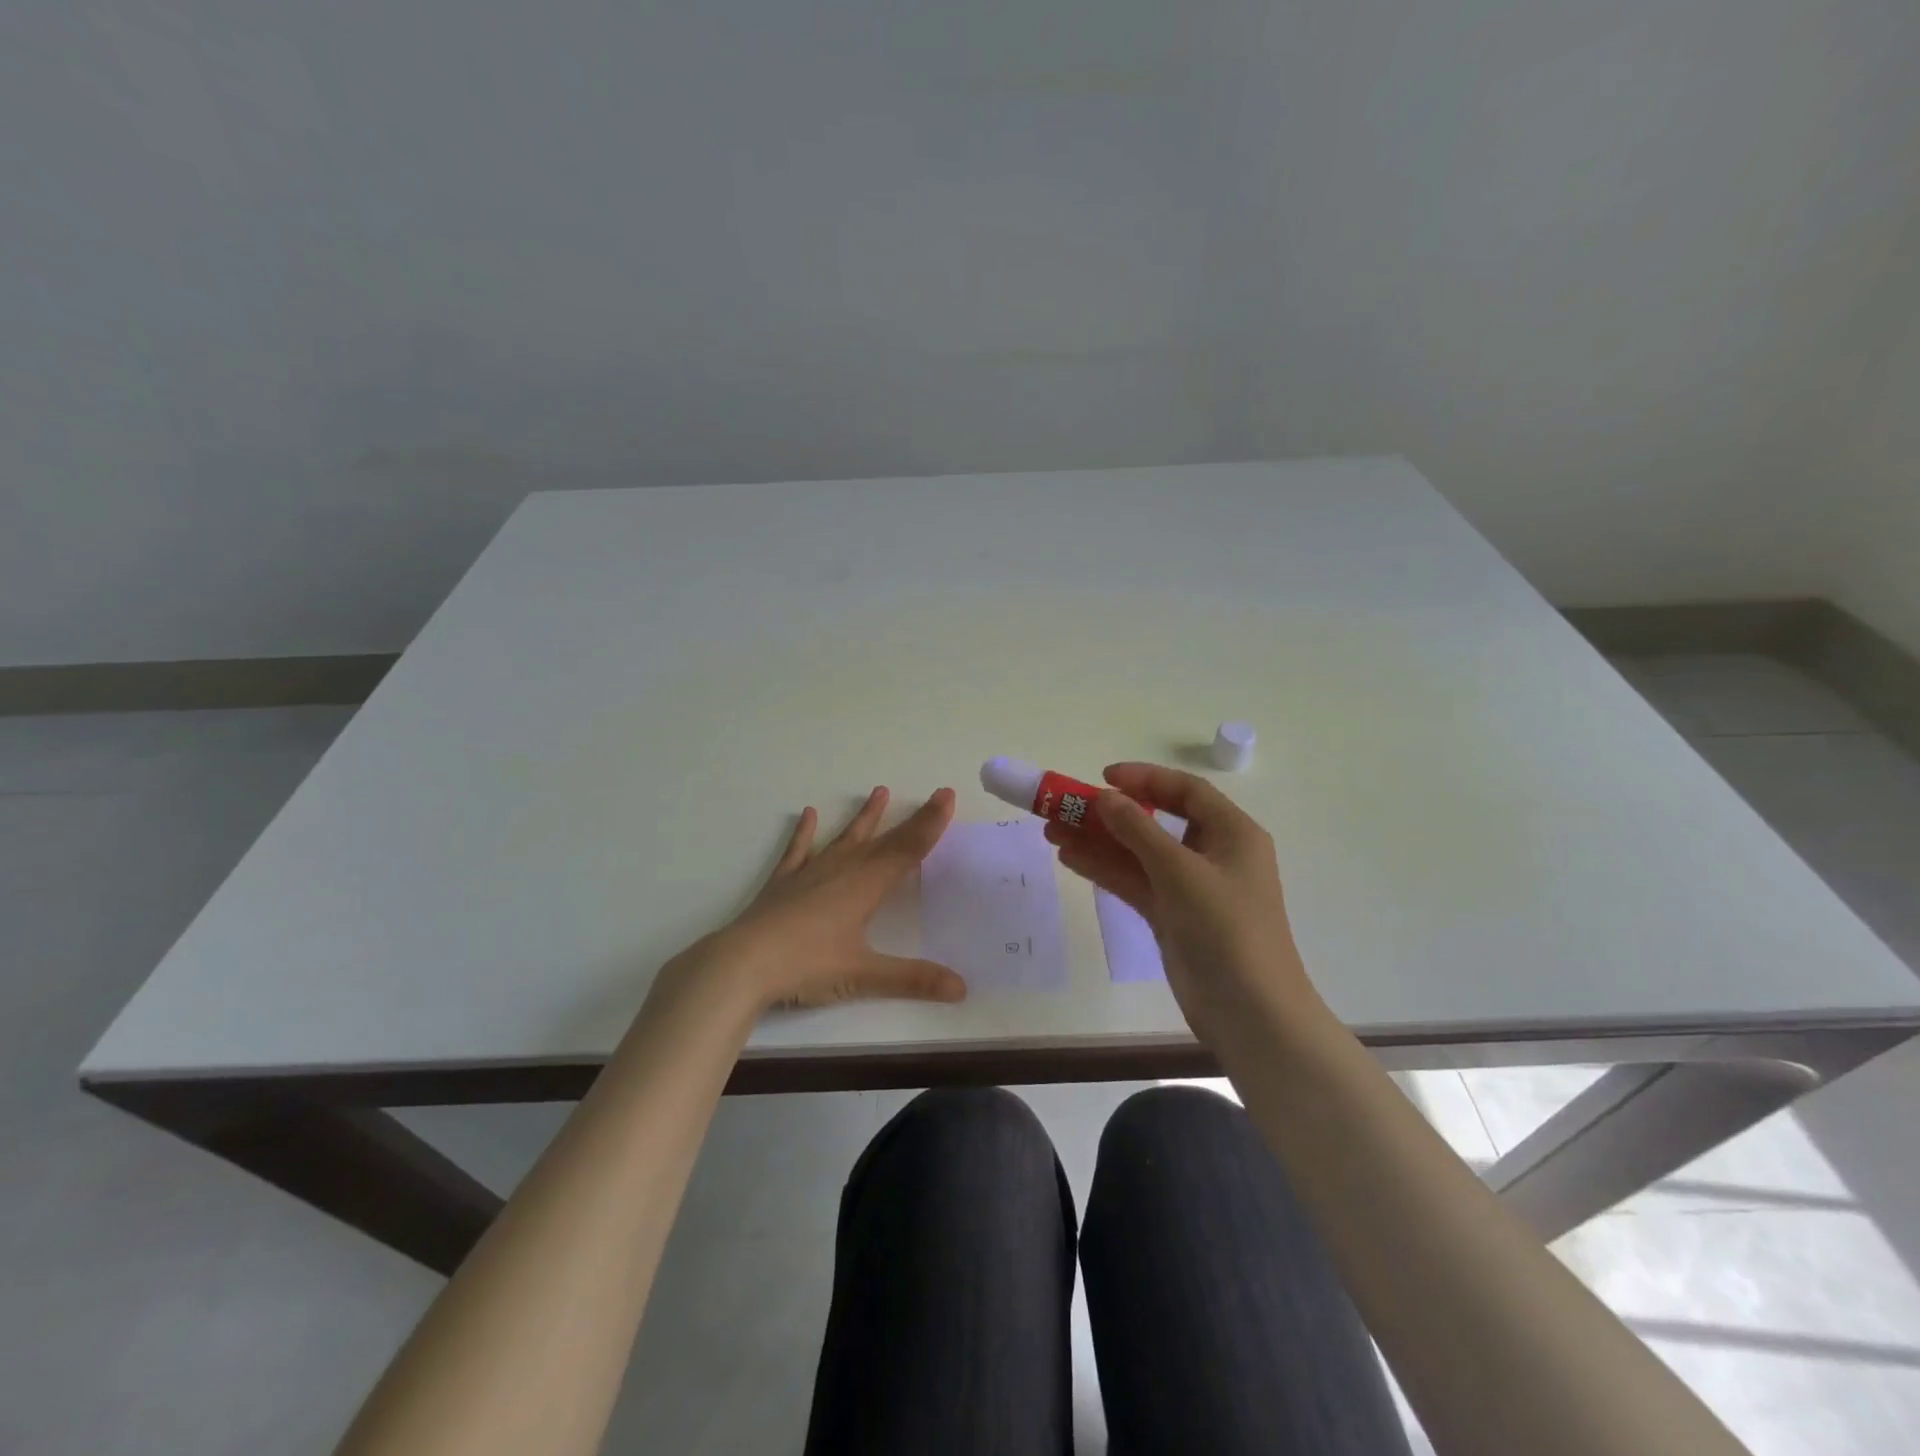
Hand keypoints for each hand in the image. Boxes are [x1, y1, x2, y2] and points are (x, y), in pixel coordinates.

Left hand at [659, 786, 967, 1015]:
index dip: (930, 824)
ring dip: (865, 818)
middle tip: (933, 795)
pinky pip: (799, 850)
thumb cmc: (806, 966)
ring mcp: (810, 873)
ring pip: (845, 838)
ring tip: (879, 791)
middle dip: (912, 820)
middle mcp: (842, 870)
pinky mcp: (783, 883)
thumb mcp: (863, 976)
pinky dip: (805, 833)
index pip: (907, 850)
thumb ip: (913, 979)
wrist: (741, 964)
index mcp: (865, 886)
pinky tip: (809, 814)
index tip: (946, 795)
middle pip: (884, 841)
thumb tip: (962, 989)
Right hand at [1044, 763, 1325, 1049]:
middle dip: (1111, 814)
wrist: (1250, 1013)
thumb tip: (1104, 797)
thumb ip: (1138, 830)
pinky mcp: (1172, 916)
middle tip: (1066, 807)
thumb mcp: (1180, 871)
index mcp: (1232, 833)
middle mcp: (1212, 854)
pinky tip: (1070, 858)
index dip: (1144, 779)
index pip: (1186, 791)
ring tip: (1052, 831)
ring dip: (1099, 842)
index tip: (1103, 777)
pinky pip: (1134, 882)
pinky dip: (1105, 870)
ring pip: (1138, 854)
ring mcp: (1190, 888)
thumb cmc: (1226, 929)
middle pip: (1156, 821)